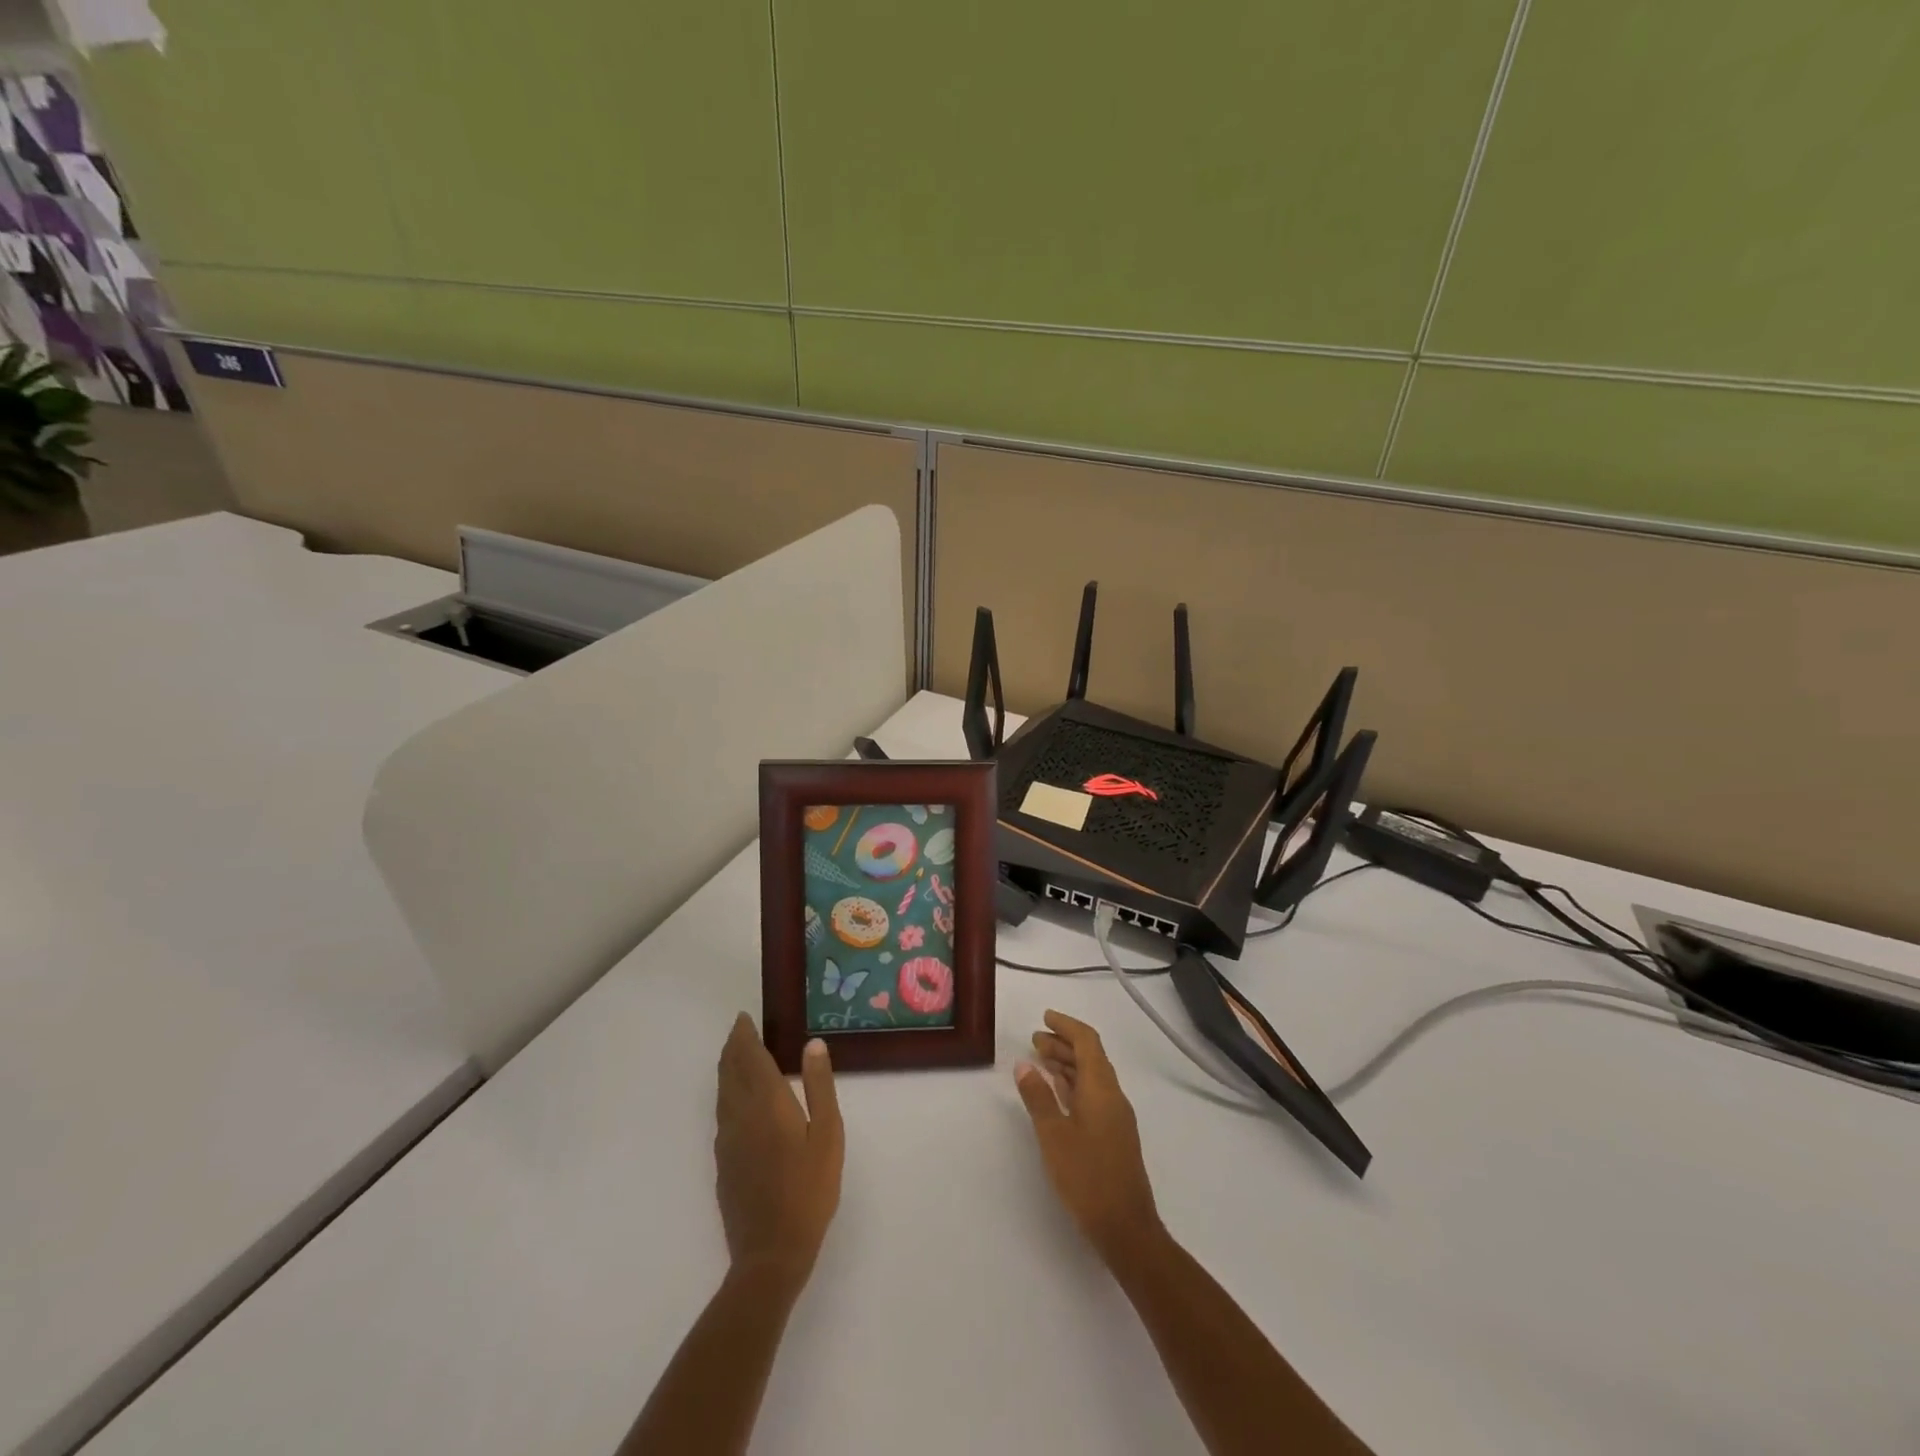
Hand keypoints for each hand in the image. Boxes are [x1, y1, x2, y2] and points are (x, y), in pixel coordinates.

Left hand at [714, 1014, 843, 1284]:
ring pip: (722, 1092)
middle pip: (730, 1071)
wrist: (771, 1252)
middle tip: (740, 1030)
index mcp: (766, 1103)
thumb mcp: (828, 1134)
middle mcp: (740, 1115)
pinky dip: (727, 1093)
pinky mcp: (723, 1162)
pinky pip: (722, 1113)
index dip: (745, 1036)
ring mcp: (727, 1140)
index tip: (743, 1019)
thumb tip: (812, 1044)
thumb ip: (820, 1086)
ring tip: (736, 1056)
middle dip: (733, 1048)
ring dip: (727, 1069)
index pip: (749, 1058)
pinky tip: (737, 1101)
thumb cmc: (809, 1189)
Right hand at [1015, 1010, 1162, 1263]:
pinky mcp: (1113, 1135)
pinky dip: (1072, 1085)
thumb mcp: (1054, 1136)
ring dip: (1067, 1064)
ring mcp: (1115, 1116)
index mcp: (1101, 1088)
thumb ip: (1038, 1098)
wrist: (1126, 1228)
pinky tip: (1056, 1092)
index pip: (1087, 1042)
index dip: (1066, 1025)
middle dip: (1063, 1044)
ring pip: (1091, 1077)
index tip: (1045, 1017)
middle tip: (1034, 1039)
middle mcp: (1112, 1095)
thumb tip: (1023, 1065)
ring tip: (1039, 1060)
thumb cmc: (1087, 1178)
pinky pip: (1092, 1095)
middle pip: (1090, 1057)